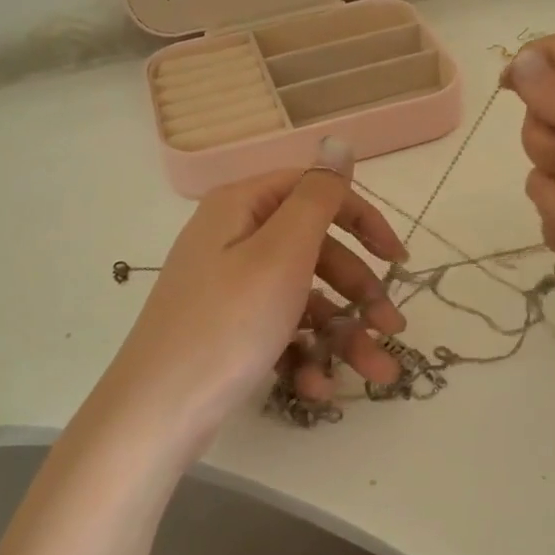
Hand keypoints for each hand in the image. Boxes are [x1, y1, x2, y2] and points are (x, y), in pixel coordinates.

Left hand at [104, 138, 408, 454]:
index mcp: (243, 207)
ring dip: (342, 334)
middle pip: (315, 251)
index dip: (363, 221)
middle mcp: (234, 239)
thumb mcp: (282, 254)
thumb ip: (318, 197)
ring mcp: (230, 288)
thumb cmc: (228, 324)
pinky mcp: (229, 330)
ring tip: (376, 372)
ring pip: (303, 298)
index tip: (398, 259)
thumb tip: (338, 142)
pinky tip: (317, 388)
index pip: (316, 193)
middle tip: (393, 326)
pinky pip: (279, 331)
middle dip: (359, 291)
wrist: (157, 412)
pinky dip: (304, 356)